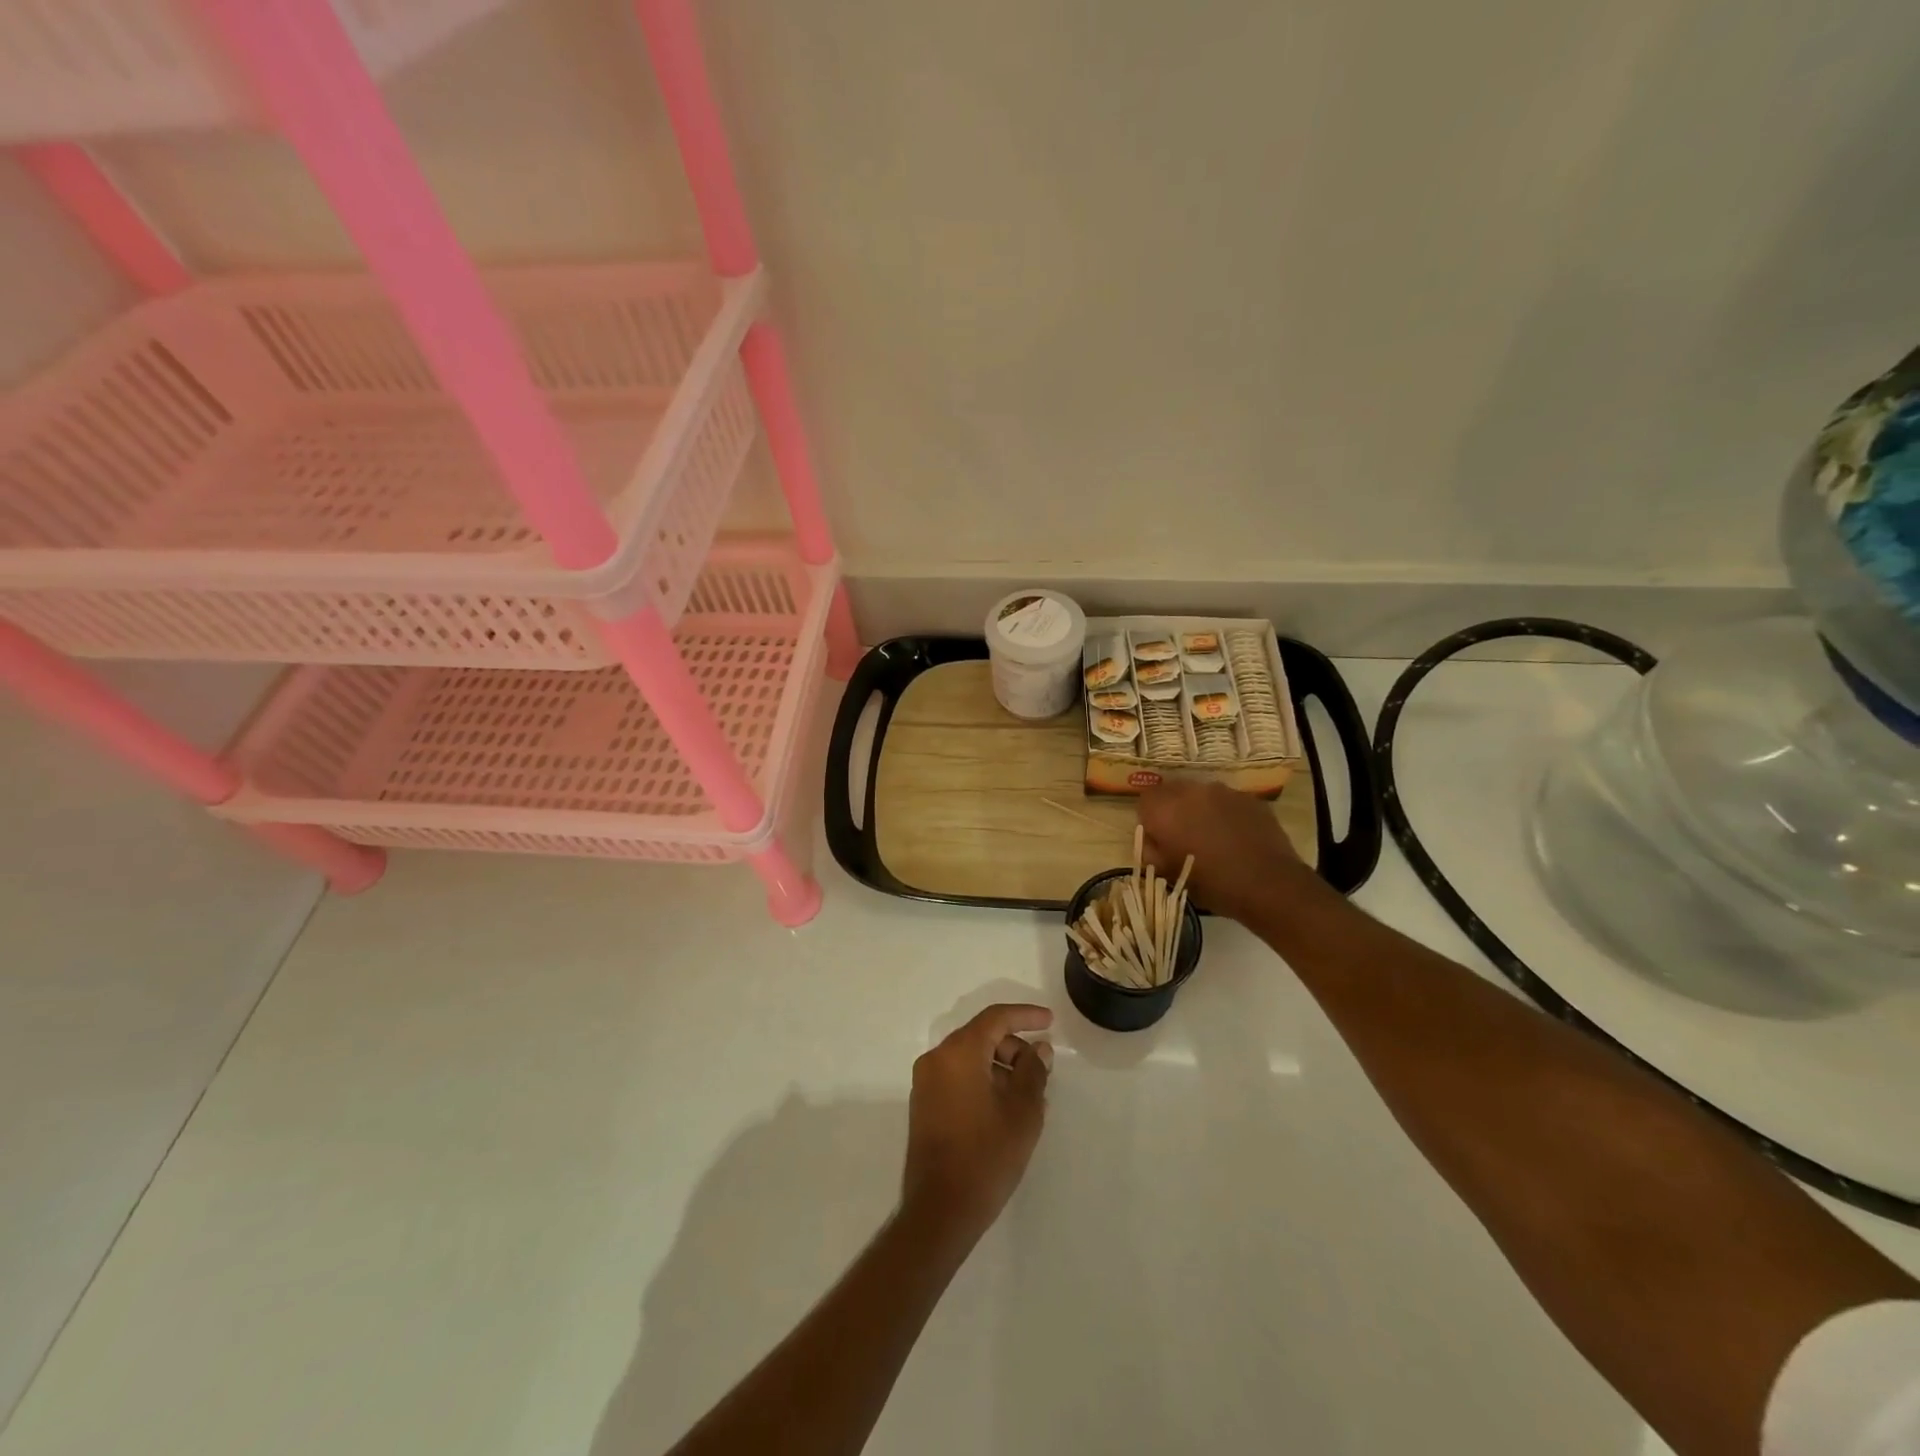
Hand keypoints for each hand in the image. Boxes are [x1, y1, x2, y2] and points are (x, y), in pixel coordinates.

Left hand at [902, 1004, 1052, 1247]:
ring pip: (969, 1058)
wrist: (940, 1210)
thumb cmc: (986, 1155)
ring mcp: (926, 1082)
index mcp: (958, 1053)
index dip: (1025, 1016)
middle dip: (1013, 1047)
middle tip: (1041, 1069)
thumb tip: (1038, 1049)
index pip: (995, 1019)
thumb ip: (1033, 1072)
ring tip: (1029, 1095)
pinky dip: (982, 1080)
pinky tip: (1006, 1107)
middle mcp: (937, 1059)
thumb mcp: (1022, 1112)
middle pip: (981, 1036)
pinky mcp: (924, 1105)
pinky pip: (958, 1077)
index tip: (1049, 1021)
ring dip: (999, 1066)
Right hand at [1137, 779, 1309, 922]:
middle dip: (1173, 810)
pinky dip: (1225, 814)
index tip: (1159, 839)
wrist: (1269, 885)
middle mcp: (1192, 791)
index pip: (1144, 800)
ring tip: (1212, 837)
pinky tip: (1235, 837)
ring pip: (1201, 795)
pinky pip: (1227, 801)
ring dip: (1199, 810)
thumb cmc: (1212, 883)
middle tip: (1183, 837)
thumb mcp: (1169, 875)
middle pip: (1172, 792)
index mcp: (1166, 809)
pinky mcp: (1249, 798)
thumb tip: (1151, 842)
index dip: (1149, 820)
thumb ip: (1151, 853)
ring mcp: (1224, 791)